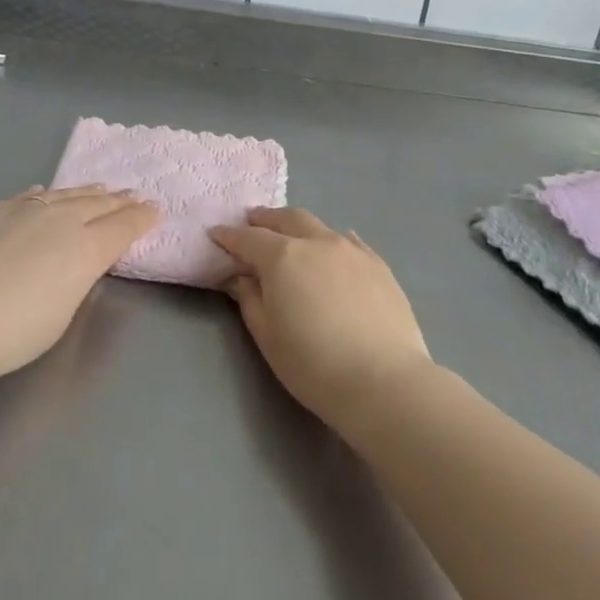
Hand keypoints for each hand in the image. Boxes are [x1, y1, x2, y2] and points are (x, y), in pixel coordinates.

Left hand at [0, 186, 157, 385]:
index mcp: (85, 248)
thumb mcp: (61, 313)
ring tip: (101, 188)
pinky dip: (47, 195)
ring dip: (88, 192)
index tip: (155, 209)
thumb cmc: (11, 333)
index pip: (123, 226)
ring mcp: (26, 210)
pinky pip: (31, 196)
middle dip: (121, 200)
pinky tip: (47, 193)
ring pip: (66, 194)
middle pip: (99, 204)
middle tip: (135, 194)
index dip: (142, 217)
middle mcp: (62, 220)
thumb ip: (77, 278)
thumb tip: (79, 259)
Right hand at [209, 208, 430, 427]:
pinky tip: (335, 249)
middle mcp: (317, 242)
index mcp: (283, 257)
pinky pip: (350, 242)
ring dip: (298, 227)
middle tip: (252, 222)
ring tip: (291, 235)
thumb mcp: (267, 336)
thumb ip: (250, 299)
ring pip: (319, 226)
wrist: (383, 380)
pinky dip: (333, 241)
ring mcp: (352, 250)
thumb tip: (242, 276)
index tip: (216, 233)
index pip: (248, 239)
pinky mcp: (379, 265)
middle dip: (265, 219)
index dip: (229, 236)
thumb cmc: (313, 365)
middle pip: (287, 219)